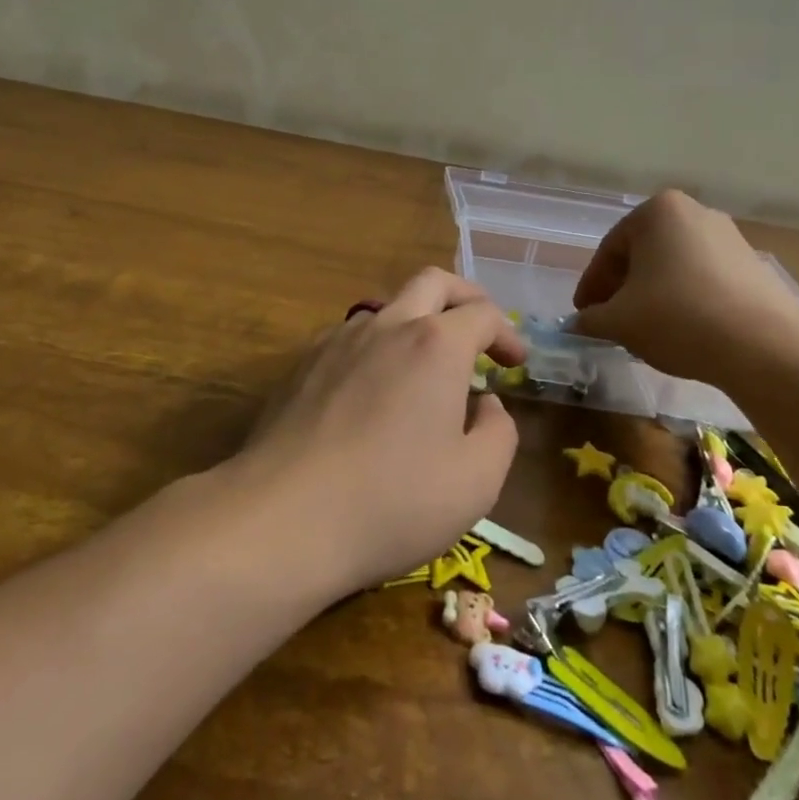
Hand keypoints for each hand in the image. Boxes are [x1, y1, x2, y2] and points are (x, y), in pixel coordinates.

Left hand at [232, 269, 524, 594]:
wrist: (283, 518)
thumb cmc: (392, 501)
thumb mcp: (476, 482)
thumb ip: (499, 432)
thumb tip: (486, 404)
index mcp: (436, 344)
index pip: (483, 314)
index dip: (507, 334)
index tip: (515, 363)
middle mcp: (388, 325)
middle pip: (433, 282)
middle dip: (465, 297)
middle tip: (479, 330)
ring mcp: (339, 339)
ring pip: (388, 306)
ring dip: (417, 321)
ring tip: (426, 366)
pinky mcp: (303, 363)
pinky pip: (351, 336)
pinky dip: (377, 346)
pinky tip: (374, 389)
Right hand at [572, 190, 798, 383]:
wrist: (766, 346)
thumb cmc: (678, 317)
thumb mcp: (620, 321)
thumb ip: (590, 319)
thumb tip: (576, 324)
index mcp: (656, 211)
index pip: (609, 250)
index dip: (592, 286)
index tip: (583, 315)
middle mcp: (694, 212)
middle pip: (643, 254)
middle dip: (623, 288)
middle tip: (611, 320)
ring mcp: (729, 237)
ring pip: (674, 266)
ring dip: (654, 294)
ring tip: (646, 329)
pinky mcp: (754, 265)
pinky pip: (704, 279)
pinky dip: (686, 300)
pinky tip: (683, 330)